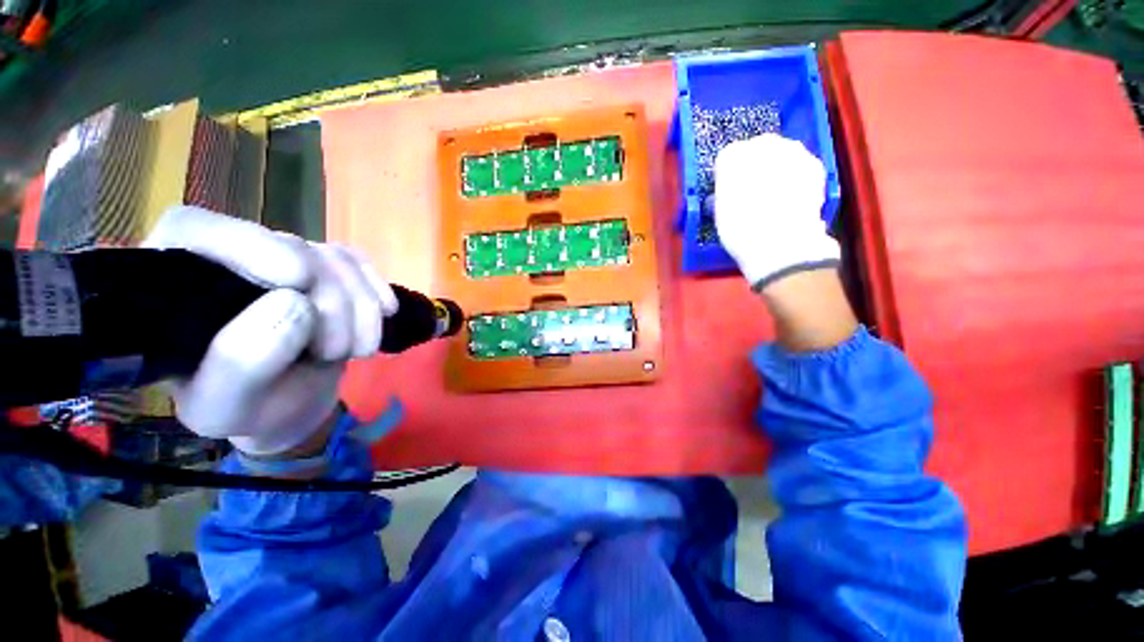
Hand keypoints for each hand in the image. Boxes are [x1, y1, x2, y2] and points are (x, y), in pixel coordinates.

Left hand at [142, 206, 396, 456]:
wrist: (293, 404)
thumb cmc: (248, 408)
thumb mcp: (226, 407)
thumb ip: (240, 364)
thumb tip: (296, 303)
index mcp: (175, 289)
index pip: (195, 231)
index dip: (249, 244)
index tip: (298, 280)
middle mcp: (229, 260)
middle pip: (287, 246)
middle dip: (329, 300)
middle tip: (334, 351)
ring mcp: (284, 259)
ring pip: (333, 257)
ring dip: (360, 306)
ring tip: (356, 350)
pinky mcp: (326, 267)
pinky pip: (360, 263)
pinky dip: (377, 292)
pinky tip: (384, 316)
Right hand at [714, 133, 839, 289]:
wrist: (780, 242)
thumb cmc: (739, 229)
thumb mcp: (719, 211)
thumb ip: (725, 192)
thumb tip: (731, 191)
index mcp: (731, 156)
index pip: (726, 158)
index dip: (727, 176)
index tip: (728, 192)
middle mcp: (763, 144)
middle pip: (757, 149)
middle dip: (755, 166)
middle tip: (751, 192)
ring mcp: (793, 151)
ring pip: (781, 155)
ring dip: (777, 169)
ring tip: (773, 197)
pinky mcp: (815, 165)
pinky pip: (800, 166)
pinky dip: (795, 178)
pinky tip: (790, 199)